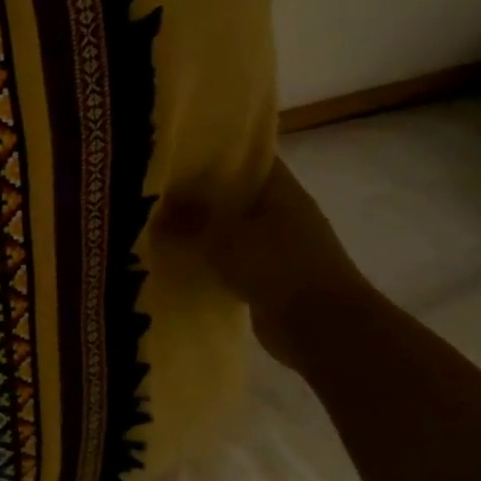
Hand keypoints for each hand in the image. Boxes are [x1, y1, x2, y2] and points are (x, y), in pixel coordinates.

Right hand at [156, 159, 371, 367]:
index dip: (216, 153)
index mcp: (281, 191)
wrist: (321, 327)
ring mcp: (282, 247)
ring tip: (162, 227)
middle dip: (202, 195)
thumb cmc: (277, 267)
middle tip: (159, 193)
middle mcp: (285, 213)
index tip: (178, 154)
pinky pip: (236, 260)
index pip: (248, 158)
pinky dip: (213, 261)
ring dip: (206, 231)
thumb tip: (159, 207)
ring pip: (235, 230)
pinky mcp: (273, 278)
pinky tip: (182, 262)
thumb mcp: (223, 237)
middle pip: (238, 195)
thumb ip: (189, 220)